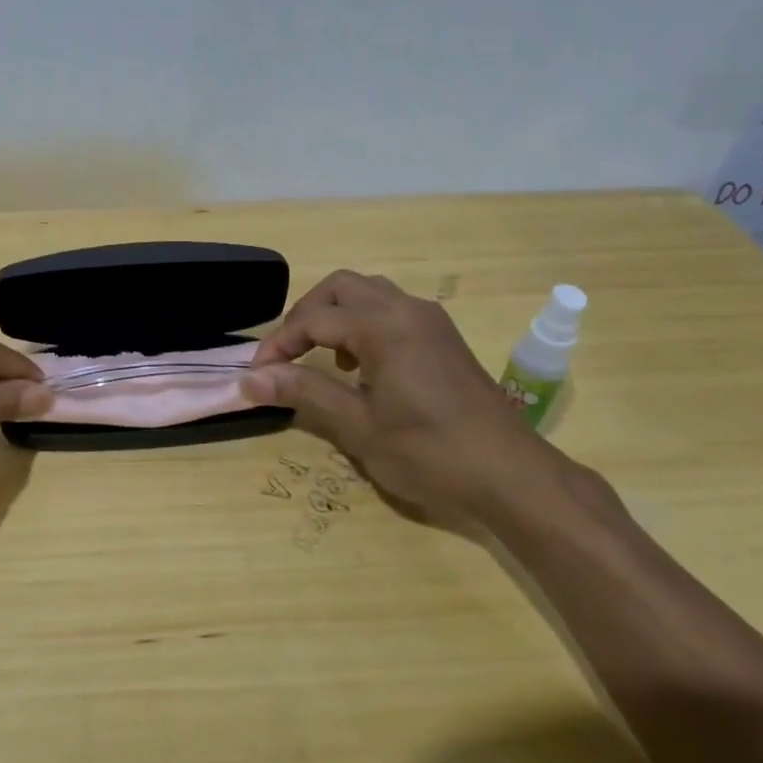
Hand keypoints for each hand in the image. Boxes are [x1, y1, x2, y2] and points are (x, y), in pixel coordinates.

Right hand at [241, 271, 613, 535]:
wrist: (512, 475)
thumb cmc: (429, 452)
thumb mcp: (358, 426)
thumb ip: (303, 392)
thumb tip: (250, 379)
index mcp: (382, 325)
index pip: (313, 319)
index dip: (279, 344)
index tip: (257, 374)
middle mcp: (406, 309)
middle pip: (340, 288)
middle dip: (305, 315)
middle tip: (286, 354)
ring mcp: (430, 320)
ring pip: (369, 293)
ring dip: (336, 315)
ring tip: (321, 357)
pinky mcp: (444, 337)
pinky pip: (392, 310)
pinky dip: (364, 323)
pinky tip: (362, 366)